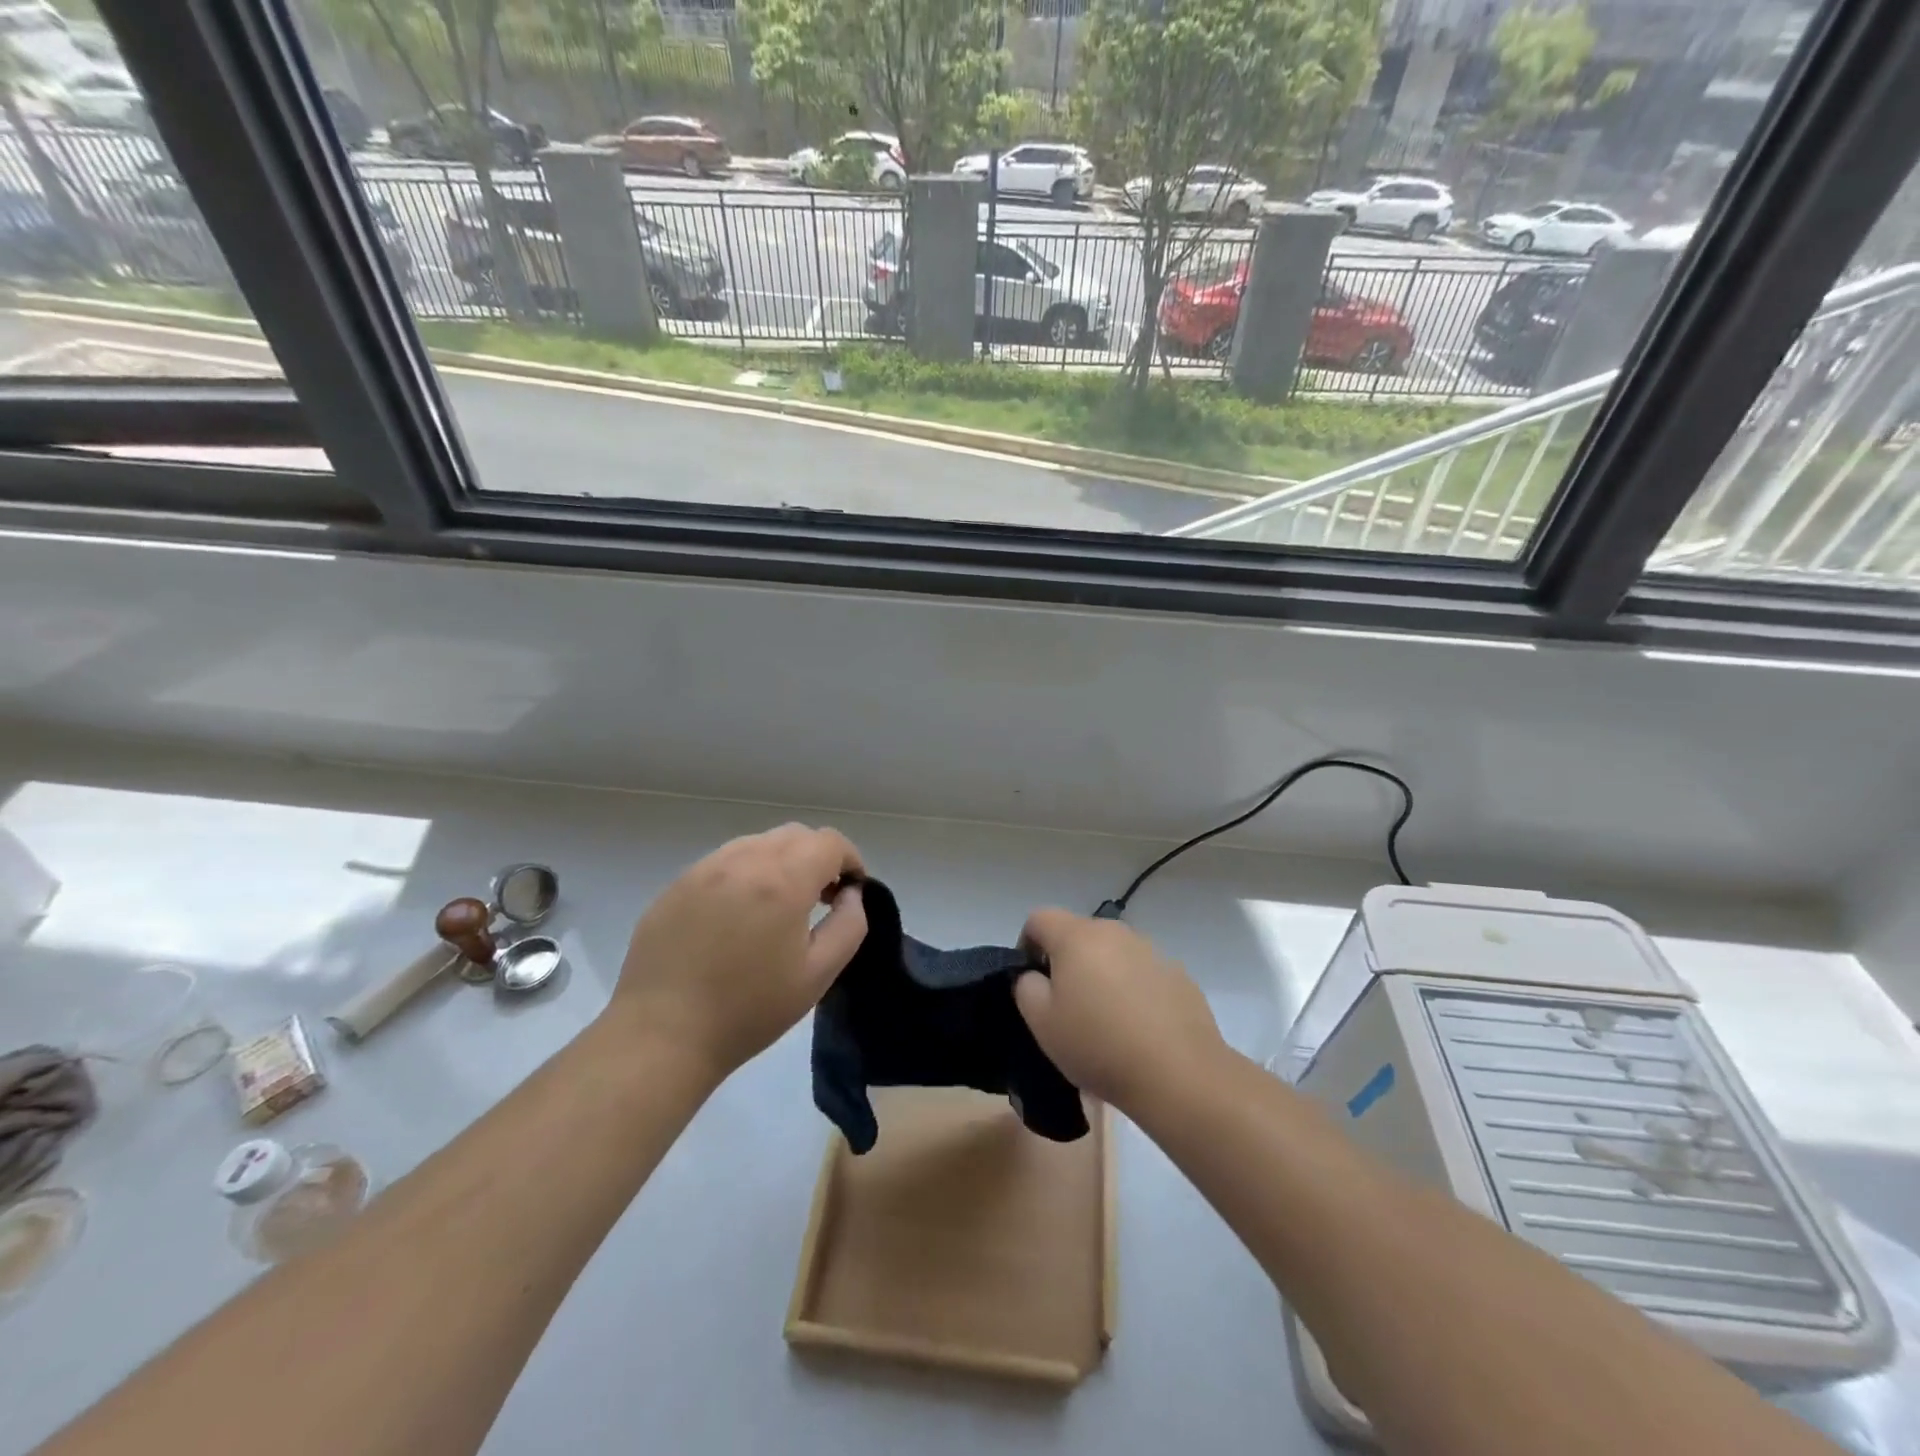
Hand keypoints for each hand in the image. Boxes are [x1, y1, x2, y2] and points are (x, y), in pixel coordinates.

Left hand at [607, 824, 866, 1081]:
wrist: (663, 1035)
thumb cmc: (749, 1010)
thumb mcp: (818, 974)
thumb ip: (849, 925)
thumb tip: (850, 895)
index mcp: (782, 881)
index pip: (828, 842)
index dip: (850, 859)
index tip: (851, 890)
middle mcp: (743, 861)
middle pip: (794, 835)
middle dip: (817, 857)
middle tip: (821, 898)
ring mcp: (704, 869)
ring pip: (757, 843)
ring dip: (780, 862)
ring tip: (778, 906)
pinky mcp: (677, 885)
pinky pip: (724, 862)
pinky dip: (745, 874)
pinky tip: (738, 916)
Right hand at [1014, 909, 1224, 1113]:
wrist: (1178, 1074)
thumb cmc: (1098, 1045)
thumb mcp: (1041, 1023)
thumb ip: (1026, 987)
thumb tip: (1035, 975)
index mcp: (1077, 936)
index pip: (1039, 918)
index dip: (1027, 945)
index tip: (1032, 981)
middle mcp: (1115, 932)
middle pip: (1078, 933)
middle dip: (1066, 961)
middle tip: (1066, 1005)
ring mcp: (1151, 951)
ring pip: (1113, 953)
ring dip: (1102, 974)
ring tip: (1106, 1020)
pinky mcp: (1178, 974)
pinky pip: (1142, 973)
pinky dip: (1133, 989)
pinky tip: (1138, 1028)